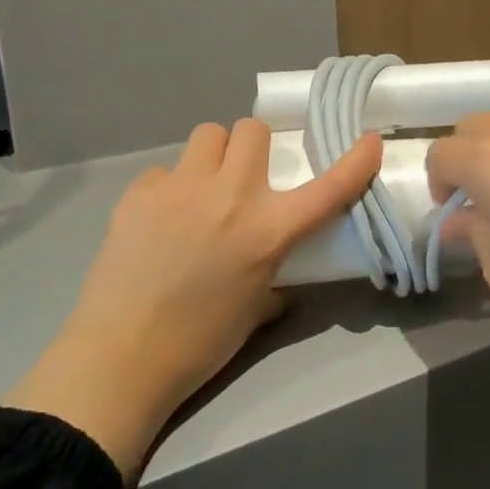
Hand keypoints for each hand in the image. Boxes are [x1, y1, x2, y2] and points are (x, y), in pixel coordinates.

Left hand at [5, 119, 381, 479]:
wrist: (120, 358)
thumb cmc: (200, 343)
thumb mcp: (256, 308)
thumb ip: (275, 275)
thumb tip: (277, 267)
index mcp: (269, 231)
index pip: (329, 187)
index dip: (357, 161)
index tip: (370, 140)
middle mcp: (231, 196)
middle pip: (252, 130)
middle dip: (255, 147)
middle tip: (246, 177)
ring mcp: (181, 189)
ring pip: (209, 134)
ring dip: (215, 155)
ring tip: (203, 188)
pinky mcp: (140, 194)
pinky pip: (165, 170)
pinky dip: (171, 186)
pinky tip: (161, 219)